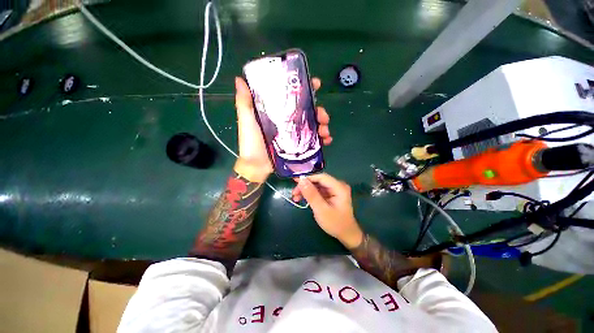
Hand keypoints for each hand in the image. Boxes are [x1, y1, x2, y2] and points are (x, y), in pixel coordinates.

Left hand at [234, 77, 331, 181]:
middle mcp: (288, 121)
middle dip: (319, 111)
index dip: (306, 89)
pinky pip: (314, 140)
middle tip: (323, 116)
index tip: (316, 84)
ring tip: (325, 131)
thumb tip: (240, 79)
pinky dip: (323, 139)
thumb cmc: (250, 143)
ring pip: (313, 125)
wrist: (256, 166)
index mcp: (278, 112)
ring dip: (323, 125)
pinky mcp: (299, 146)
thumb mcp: (247, 121)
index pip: (293, 97)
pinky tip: (327, 140)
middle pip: (308, 111)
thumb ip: (244, 102)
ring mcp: (294, 134)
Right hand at [295, 174, 363, 248]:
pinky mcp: (331, 195)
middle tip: (294, 193)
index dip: (308, 178)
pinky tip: (302, 199)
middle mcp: (337, 185)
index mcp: (339, 187)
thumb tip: (301, 180)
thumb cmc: (335, 223)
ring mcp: (334, 190)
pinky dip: (310, 194)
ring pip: (317, 186)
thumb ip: (311, 195)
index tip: (295, 182)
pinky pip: (318, 191)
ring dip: (306, 190)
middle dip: (305, 186)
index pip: (321, 177)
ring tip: (296, 197)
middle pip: (318, 181)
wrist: (346, 234)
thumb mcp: (321, 210)